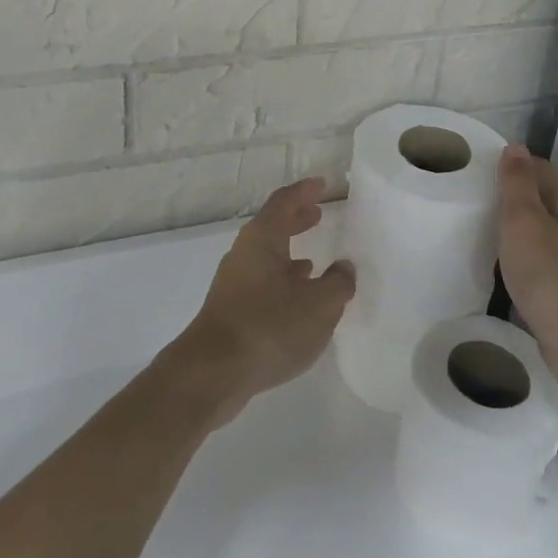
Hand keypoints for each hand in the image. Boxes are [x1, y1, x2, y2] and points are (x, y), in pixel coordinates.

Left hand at [168, 177, 354, 423]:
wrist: (213, 373)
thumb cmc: (269, 326)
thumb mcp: (319, 305)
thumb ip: (338, 283)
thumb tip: (344, 268)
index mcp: (262, 239)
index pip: (284, 202)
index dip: (304, 191)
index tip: (322, 184)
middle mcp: (244, 254)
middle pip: (272, 227)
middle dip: (296, 219)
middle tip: (318, 213)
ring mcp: (234, 283)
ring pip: (267, 257)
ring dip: (290, 253)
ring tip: (315, 260)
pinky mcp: (232, 310)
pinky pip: (263, 282)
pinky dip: (283, 281)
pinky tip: (297, 299)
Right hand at [496, 145, 557, 395]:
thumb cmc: (547, 273)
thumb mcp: (524, 220)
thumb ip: (518, 184)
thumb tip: (516, 147)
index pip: (542, 171)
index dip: (516, 163)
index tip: (482, 164)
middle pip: (540, 199)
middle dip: (511, 192)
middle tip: (472, 191)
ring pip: (535, 229)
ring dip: (510, 223)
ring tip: (476, 222)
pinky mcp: (556, 286)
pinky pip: (531, 256)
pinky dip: (513, 251)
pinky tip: (493, 260)